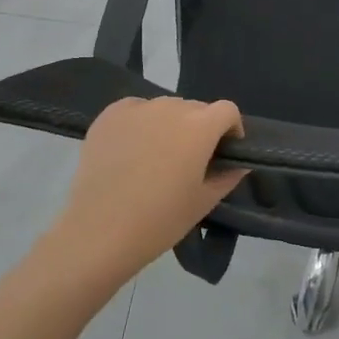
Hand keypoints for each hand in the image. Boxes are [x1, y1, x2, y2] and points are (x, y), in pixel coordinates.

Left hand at [46, 96, 246, 287]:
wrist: (100, 231)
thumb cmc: (160, 219)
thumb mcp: (203, 202)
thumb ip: (227, 177)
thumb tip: (238, 164)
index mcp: (200, 127)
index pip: (228, 110)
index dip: (231, 128)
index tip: (224, 151)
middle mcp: (171, 108)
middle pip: (196, 108)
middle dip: (200, 128)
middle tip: (189, 159)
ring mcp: (137, 108)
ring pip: (165, 108)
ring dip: (170, 124)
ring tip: (157, 155)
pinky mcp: (109, 115)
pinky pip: (136, 109)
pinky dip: (141, 122)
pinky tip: (131, 149)